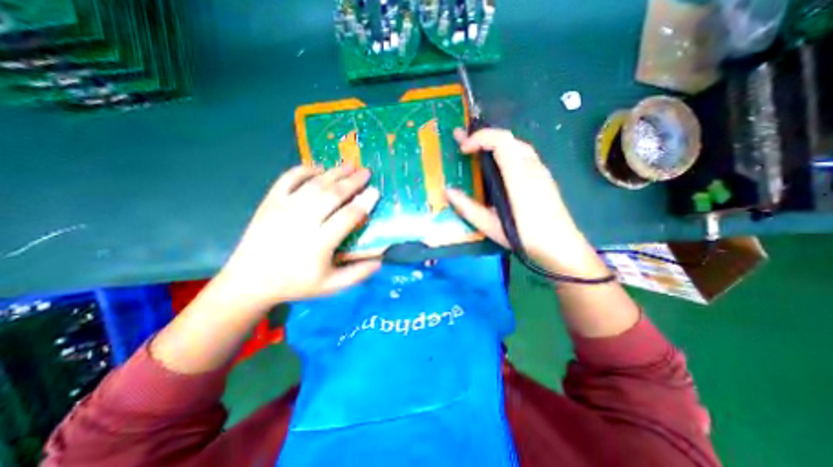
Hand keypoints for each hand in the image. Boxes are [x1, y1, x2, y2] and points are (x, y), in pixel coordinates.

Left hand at [214, 165, 383, 309]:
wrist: (250, 281)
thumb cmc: (295, 283)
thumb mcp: (330, 286)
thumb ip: (357, 274)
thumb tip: (381, 261)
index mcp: (319, 243)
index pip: (348, 216)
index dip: (364, 202)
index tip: (375, 192)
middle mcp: (302, 221)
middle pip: (333, 195)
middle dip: (353, 181)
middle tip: (366, 172)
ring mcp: (284, 208)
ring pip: (314, 184)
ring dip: (335, 172)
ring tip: (350, 165)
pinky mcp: (270, 201)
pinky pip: (288, 178)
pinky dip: (305, 170)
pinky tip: (319, 168)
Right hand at [449, 127, 597, 274]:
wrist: (561, 247)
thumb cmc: (525, 238)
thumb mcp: (491, 226)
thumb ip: (468, 208)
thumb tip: (448, 191)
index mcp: (519, 177)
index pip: (501, 141)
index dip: (479, 138)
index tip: (462, 148)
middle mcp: (532, 167)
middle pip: (508, 138)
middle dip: (482, 137)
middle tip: (461, 142)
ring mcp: (541, 170)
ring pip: (516, 144)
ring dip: (494, 143)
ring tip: (476, 150)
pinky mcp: (543, 176)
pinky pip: (523, 154)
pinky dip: (505, 151)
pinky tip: (496, 164)